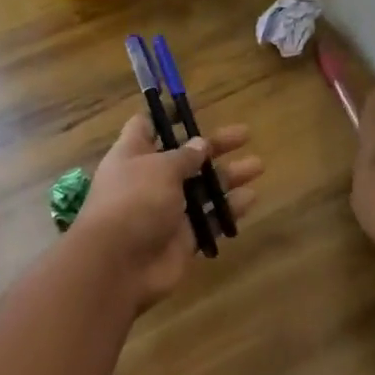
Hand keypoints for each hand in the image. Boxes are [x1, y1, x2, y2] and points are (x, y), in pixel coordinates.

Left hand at [73, 114, 261, 307]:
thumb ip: (184, 156)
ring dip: (227, 177)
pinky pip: (209, 220)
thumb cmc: (134, 201)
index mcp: (133, 154)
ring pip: (201, 189)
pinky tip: (251, 198)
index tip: (191, 109)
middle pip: (184, 157)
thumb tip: (200, 144)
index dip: (167, 117)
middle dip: (213, 146)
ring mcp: (166, 210)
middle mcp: (149, 179)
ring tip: (257, 165)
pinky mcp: (181, 239)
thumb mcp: (160, 168)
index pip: (146, 127)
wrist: (118, 265)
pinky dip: (228, 210)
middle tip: (244, 134)